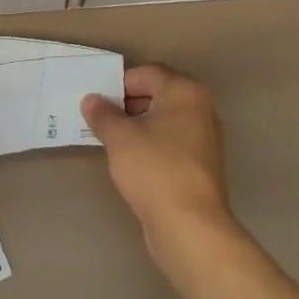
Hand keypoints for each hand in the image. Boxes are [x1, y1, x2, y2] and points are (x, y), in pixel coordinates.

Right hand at [82, 64, 238, 267]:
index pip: (147, 73)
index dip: (119, 84)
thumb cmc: (154, 168)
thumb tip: (92, 100)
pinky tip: (133, 162)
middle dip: (128, 104)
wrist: (190, 226)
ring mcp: (206, 138)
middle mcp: (201, 108)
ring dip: (139, 125)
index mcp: (184, 92)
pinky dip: (153, 144)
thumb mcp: (119, 137)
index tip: (98, 102)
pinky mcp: (203, 165)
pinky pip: (173, 142)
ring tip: (113, 141)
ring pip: (165, 120)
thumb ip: (102, 114)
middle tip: (101, 120)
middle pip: (158, 94)